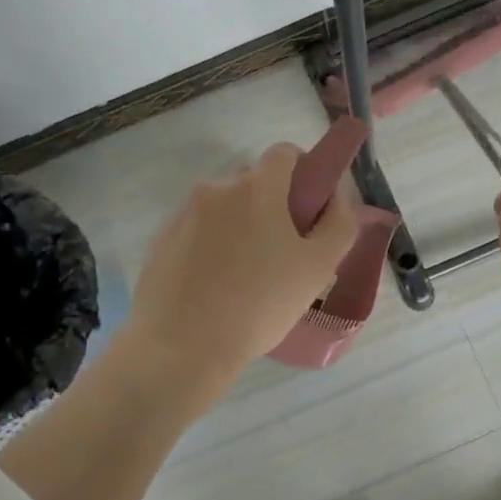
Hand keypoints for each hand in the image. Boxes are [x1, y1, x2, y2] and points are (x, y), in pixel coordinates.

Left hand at [123, 143, 357, 380]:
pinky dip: (211, 246)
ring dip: (240, 227)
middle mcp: (215, 189)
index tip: (310, 207)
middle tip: (282, 251)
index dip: (304, 172)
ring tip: (247, 275)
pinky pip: (197, 231)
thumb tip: (336, 198)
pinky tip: (216, 285)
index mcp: (256, 188)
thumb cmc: (259, 305)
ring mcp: (183, 214)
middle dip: (272, 205)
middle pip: (253, 182)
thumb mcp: (318, 267)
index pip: (284, 153)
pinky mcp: (161, 241)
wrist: (182, 346)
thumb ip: (339, 223)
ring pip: (224, 209)